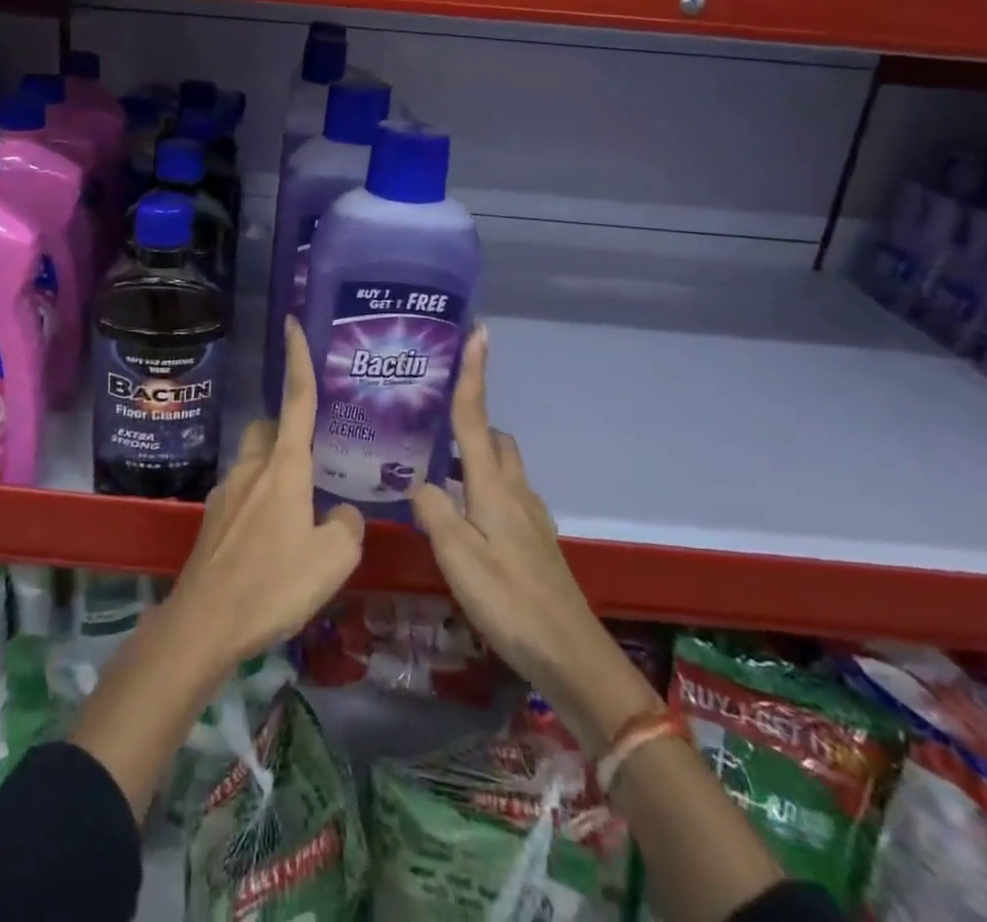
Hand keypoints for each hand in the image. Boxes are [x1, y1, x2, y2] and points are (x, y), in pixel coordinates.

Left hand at [169, 318, 364, 664]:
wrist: (204, 623)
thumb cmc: (273, 585)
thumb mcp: (334, 560)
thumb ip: (347, 526)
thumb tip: (341, 513)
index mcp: (284, 467)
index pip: (296, 400)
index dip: (298, 359)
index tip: (292, 323)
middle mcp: (251, 469)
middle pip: (267, 427)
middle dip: (286, 429)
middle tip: (312, 459)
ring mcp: (225, 492)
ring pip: (253, 461)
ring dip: (274, 471)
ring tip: (299, 512)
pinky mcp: (212, 520)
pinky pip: (241, 494)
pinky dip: (259, 501)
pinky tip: (272, 542)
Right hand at [412, 325, 600, 701]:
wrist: (570, 654)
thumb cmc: (510, 601)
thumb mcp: (457, 556)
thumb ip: (432, 511)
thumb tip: (415, 483)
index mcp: (493, 486)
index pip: (476, 418)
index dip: (475, 373)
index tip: (478, 332)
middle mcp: (514, 490)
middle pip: (494, 438)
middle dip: (471, 420)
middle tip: (431, 423)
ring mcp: (529, 515)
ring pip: (501, 467)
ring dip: (475, 457)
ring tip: (436, 470)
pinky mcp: (534, 539)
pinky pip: (505, 494)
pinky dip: (482, 488)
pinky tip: (462, 516)